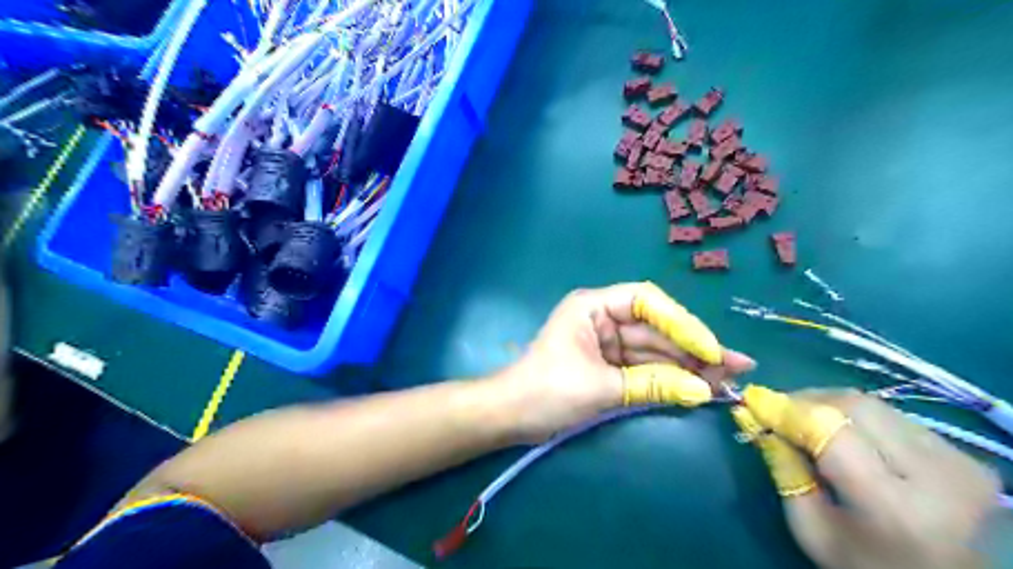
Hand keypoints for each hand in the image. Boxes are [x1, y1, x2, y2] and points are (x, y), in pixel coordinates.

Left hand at [487, 281, 755, 444]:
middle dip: (693, 349)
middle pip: (656, 328)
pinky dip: (668, 379)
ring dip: (687, 366)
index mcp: (594, 306)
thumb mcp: (601, 387)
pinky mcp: (609, 365)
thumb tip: (702, 391)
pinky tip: (698, 387)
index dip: (682, 323)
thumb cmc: (546, 391)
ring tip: (727, 381)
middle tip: (736, 368)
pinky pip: (644, 368)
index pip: (647, 302)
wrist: (510, 416)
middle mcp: (603, 318)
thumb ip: (652, 385)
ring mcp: (607, 343)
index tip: (709, 349)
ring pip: (654, 350)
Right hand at [742, 387, 999, 567]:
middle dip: (806, 401)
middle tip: (776, 409)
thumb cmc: (867, 568)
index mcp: (894, 507)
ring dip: (830, 404)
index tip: (752, 400)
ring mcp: (959, 463)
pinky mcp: (967, 457)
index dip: (787, 410)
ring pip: (874, 405)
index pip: (830, 432)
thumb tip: (759, 420)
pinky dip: (858, 416)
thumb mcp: (811, 530)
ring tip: (805, 419)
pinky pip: (895, 416)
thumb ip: (783, 470)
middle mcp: (935, 476)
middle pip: (853, 407)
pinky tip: (844, 432)